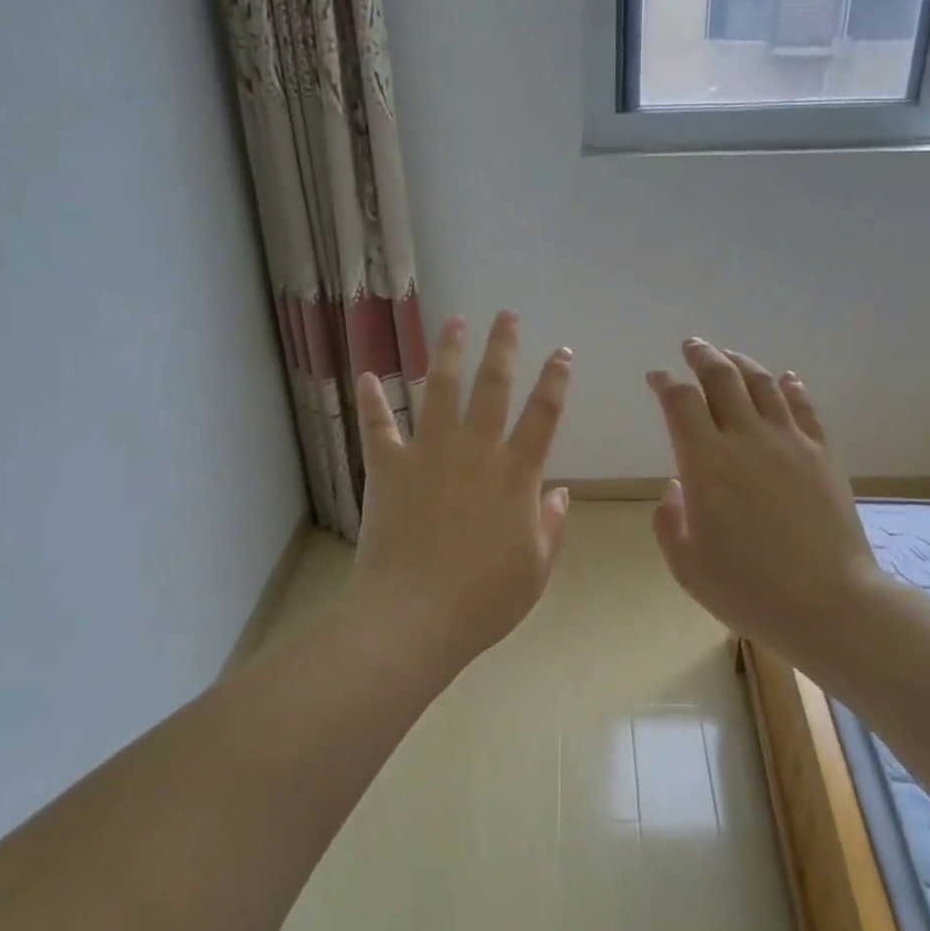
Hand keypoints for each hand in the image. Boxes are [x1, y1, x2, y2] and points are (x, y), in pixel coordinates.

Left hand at [348, 311, 572, 677]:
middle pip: (492, 387)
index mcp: (516, 475)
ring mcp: (428, 454)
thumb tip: (560, 493)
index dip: (555, 380)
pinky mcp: (388, 467)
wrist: (414, 615)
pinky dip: (372, 400)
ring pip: (441, 391)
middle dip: (502, 347)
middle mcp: (475, 451)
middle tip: (506, 314)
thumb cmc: (484, 600)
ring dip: (449, 353)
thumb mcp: (535, 570)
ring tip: (455, 322)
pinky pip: (378, 426)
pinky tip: (368, 375)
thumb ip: (551, 527)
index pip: (544, 415)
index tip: (561, 351)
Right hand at [647, 340, 881, 664]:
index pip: (680, 403)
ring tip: (729, 355)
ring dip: (741, 363)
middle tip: (691, 346)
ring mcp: (790, 443)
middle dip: (702, 356)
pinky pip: (803, 407)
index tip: (656, 377)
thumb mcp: (687, 566)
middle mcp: (746, 440)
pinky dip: (789, 386)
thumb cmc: (748, 590)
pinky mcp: (821, 454)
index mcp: (706, 464)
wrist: (828, 603)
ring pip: (763, 384)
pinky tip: (784, 379)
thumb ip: (670, 522)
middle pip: (722, 379)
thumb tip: (677, 489)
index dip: (665, 383)